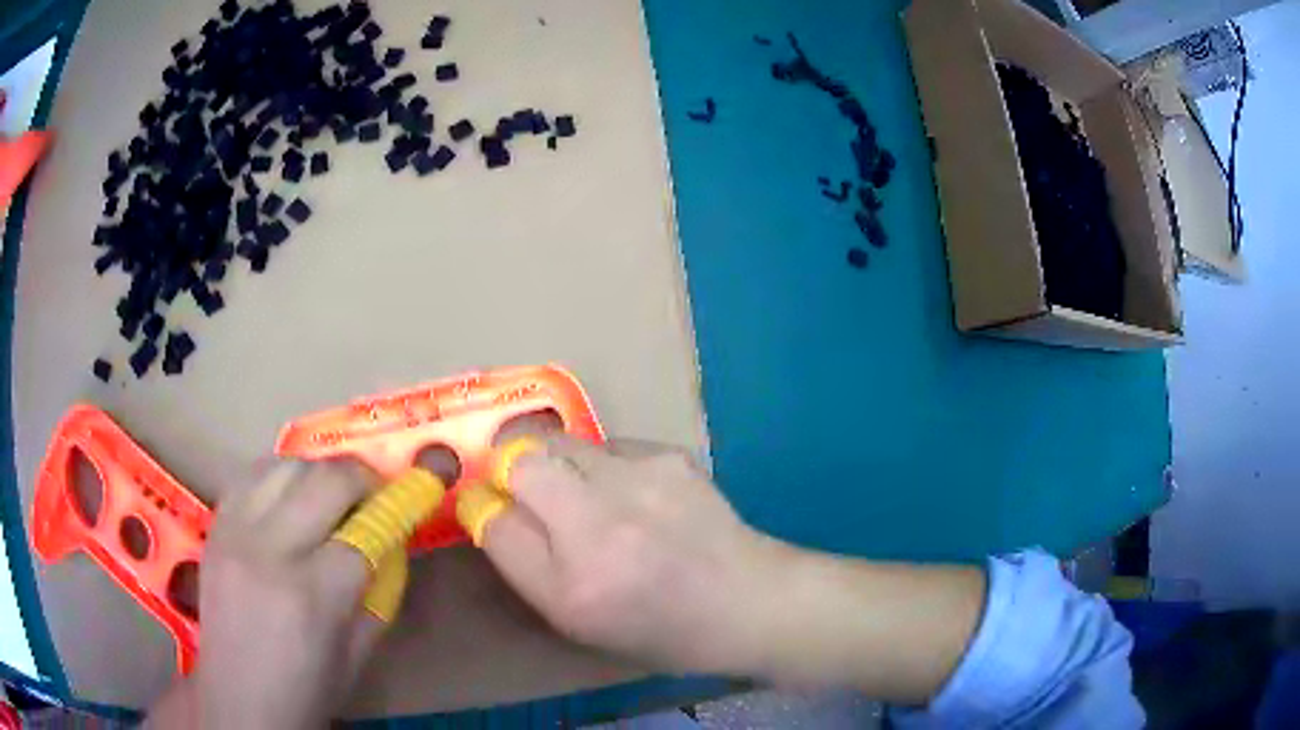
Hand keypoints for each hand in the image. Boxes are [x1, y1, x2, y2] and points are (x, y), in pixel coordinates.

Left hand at [148, 461, 386, 727]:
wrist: (239, 697)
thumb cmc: (308, 687)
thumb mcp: (360, 650)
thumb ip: (379, 589)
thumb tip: (392, 537)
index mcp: (313, 595)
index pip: (366, 531)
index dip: (396, 509)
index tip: (412, 498)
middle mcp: (270, 551)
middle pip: (326, 480)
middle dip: (362, 478)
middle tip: (374, 494)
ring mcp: (235, 532)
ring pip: (286, 465)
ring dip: (318, 473)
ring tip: (329, 495)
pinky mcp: (215, 525)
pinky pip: (250, 474)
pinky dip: (279, 475)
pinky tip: (289, 497)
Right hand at [461, 435, 779, 674]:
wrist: (746, 600)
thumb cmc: (657, 628)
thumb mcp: (578, 622)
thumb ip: (524, 564)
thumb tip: (488, 506)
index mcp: (572, 587)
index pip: (493, 522)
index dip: (479, 504)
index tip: (485, 501)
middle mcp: (599, 527)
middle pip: (520, 460)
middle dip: (511, 469)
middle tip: (528, 489)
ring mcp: (639, 482)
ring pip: (563, 443)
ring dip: (559, 465)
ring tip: (591, 496)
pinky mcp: (668, 456)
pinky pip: (609, 446)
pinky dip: (605, 466)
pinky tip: (637, 495)